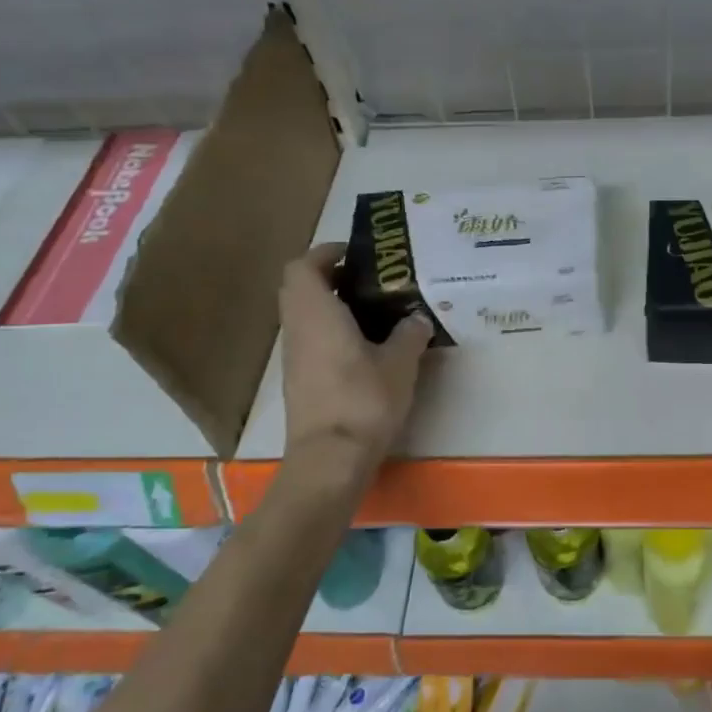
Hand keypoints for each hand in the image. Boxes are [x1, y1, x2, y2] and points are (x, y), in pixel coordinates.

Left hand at [278, 243, 431, 472]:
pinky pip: (310, 339)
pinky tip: (365, 346)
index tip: (357, 255)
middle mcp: (297, 328)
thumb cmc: (364, 400)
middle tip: (369, 281)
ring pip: (304, 315)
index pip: (303, 265)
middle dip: (330, 277)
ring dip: (331, 305)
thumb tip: (417, 318)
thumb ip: (410, 333)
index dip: (326, 253)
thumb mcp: (401, 363)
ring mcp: (294, 357)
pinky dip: (331, 331)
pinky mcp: (299, 380)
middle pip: (300, 287)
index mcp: (316, 313)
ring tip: (374, 312)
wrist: (330, 459)